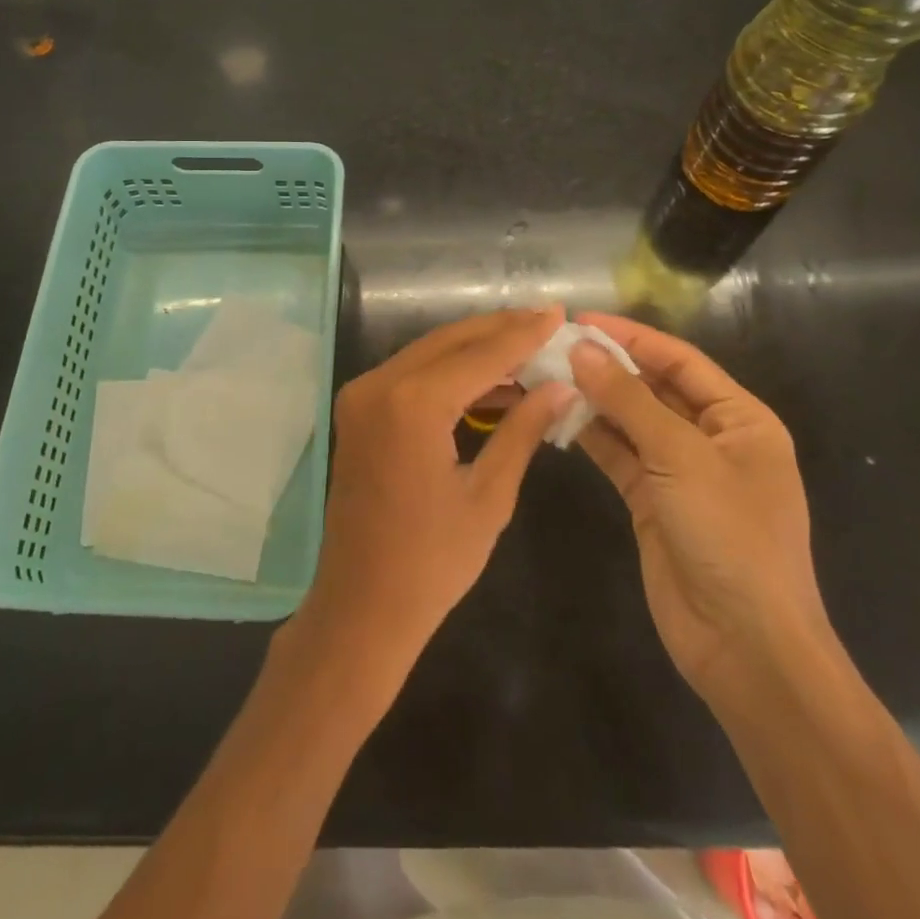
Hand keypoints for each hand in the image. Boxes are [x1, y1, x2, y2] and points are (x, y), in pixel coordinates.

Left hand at [298, 309, 572, 683]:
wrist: (361, 606)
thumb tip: (562, 386)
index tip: (559, 312)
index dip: (524, 333)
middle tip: (546, 321)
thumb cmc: (432, 563)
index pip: (481, 354)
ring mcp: (362, 395)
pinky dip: (449, 372)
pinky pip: (410, 374)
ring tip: (527, 348)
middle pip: (450, 341)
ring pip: (429, 352)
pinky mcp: (358, 409)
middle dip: (500, 330)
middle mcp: (379, 384)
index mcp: (413, 404)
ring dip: (475, 349)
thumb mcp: (490, 495)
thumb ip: (523, 430)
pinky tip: (489, 382)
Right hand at [569, 313, 834, 703]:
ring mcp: (679, 472)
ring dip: (592, 399)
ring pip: (629, 421)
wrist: (745, 646)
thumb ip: (628, 400)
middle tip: (552, 346)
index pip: (679, 360)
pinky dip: (590, 435)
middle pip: (652, 387)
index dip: (631, 337)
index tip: (580, 318)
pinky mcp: (651, 501)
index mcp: (740, 419)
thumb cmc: (730, 536)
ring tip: (544, 374)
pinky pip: (617, 454)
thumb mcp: (681, 457)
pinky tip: (555, 416)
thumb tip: (581, 349)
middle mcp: (711, 439)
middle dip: (606, 366)